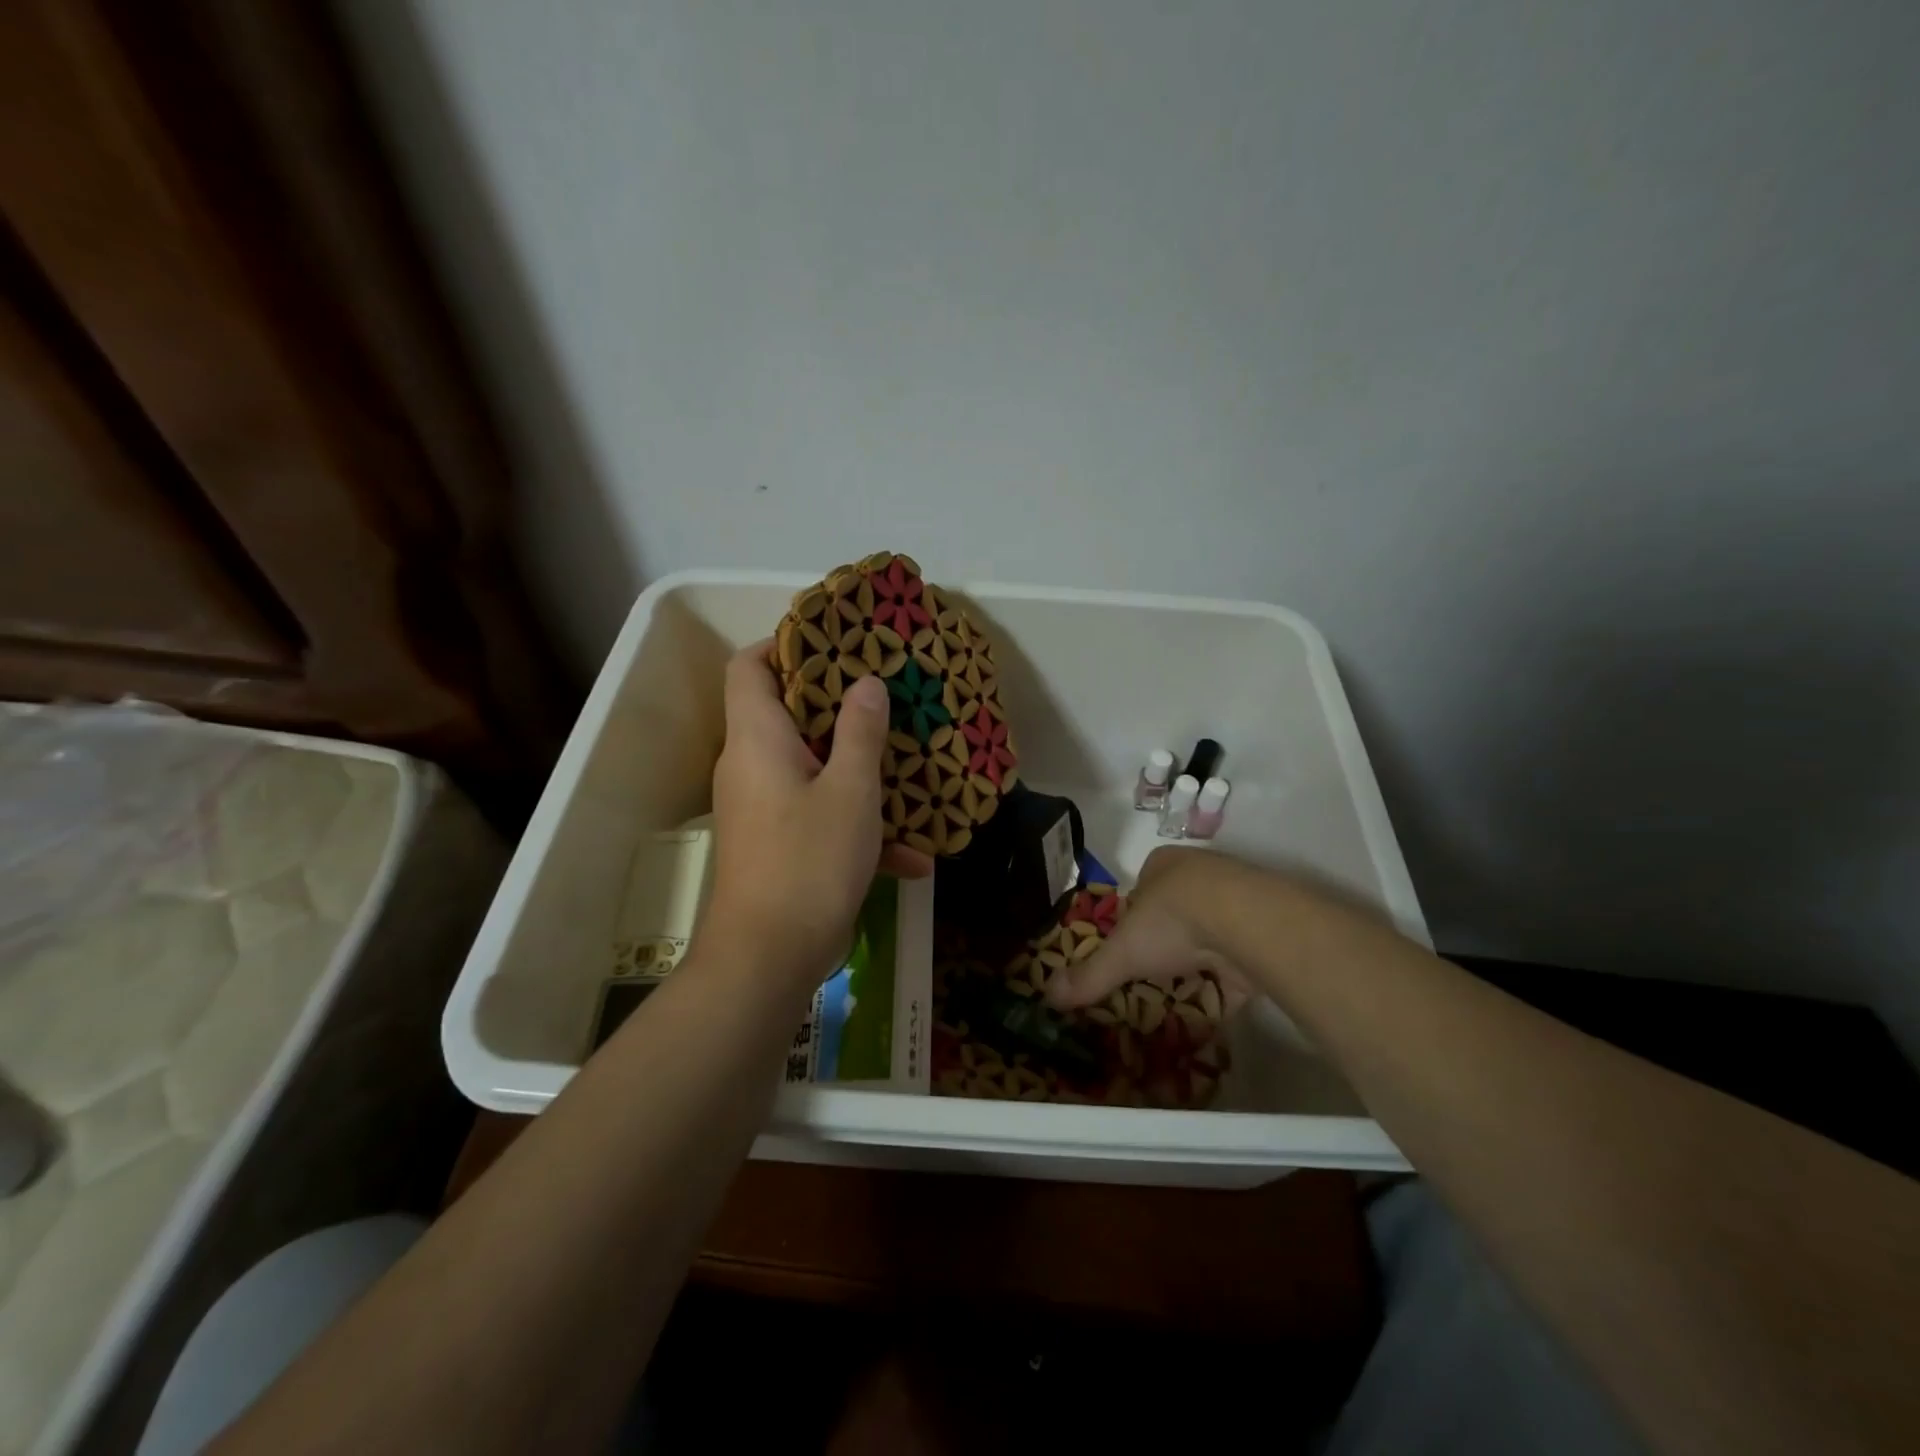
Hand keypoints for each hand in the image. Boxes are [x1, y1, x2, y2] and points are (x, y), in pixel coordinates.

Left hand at [706, 642, 933, 987]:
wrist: (770, 956)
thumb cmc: (809, 860)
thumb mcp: (850, 790)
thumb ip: (860, 732)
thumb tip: (866, 684)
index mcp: (758, 739)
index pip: (748, 667)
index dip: (783, 645)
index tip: (834, 644)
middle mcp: (751, 766)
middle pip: (785, 713)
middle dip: (837, 705)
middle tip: (885, 695)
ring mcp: (763, 807)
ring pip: (810, 767)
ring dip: (856, 769)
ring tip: (907, 765)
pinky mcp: (778, 843)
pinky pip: (818, 815)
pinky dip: (856, 825)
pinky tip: (912, 857)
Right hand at [1044, 847, 1258, 1015]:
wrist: (1247, 922)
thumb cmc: (1173, 920)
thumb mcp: (1122, 951)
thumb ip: (1090, 974)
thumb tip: (1048, 996)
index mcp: (1163, 865)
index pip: (1141, 890)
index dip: (1133, 918)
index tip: (1129, 948)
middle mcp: (1200, 874)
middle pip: (1177, 909)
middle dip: (1168, 939)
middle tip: (1157, 971)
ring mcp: (1237, 899)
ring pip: (1211, 930)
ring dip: (1202, 957)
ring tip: (1186, 988)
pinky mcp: (1265, 929)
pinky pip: (1242, 956)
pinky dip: (1231, 980)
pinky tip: (1220, 1002)